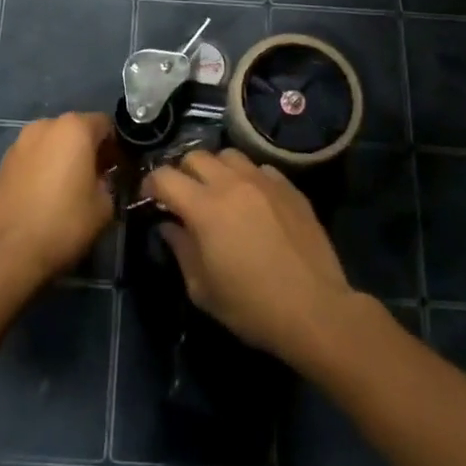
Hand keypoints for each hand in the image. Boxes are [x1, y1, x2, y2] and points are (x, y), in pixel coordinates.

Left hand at [0, 113, 115, 285]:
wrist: (7, 252)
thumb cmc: (64, 223)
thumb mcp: (105, 206)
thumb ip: (110, 182)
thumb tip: (102, 178)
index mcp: (74, 128)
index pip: (106, 124)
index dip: (117, 146)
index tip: (120, 170)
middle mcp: (45, 125)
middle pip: (77, 130)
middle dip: (90, 150)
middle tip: (98, 180)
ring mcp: (20, 142)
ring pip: (53, 143)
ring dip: (65, 158)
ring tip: (70, 190)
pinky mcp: (3, 162)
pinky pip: (34, 157)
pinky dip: (44, 168)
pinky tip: (46, 196)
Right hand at [143, 149, 357, 361]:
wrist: (314, 309)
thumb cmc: (251, 307)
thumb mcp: (202, 289)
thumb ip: (181, 249)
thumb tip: (169, 225)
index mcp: (204, 208)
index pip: (165, 177)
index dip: (151, 185)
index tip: (151, 199)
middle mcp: (232, 184)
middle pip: (195, 156)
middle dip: (183, 173)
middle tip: (185, 198)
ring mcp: (264, 181)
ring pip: (229, 155)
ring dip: (217, 170)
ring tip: (220, 193)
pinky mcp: (290, 188)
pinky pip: (261, 169)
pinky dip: (249, 178)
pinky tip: (254, 201)